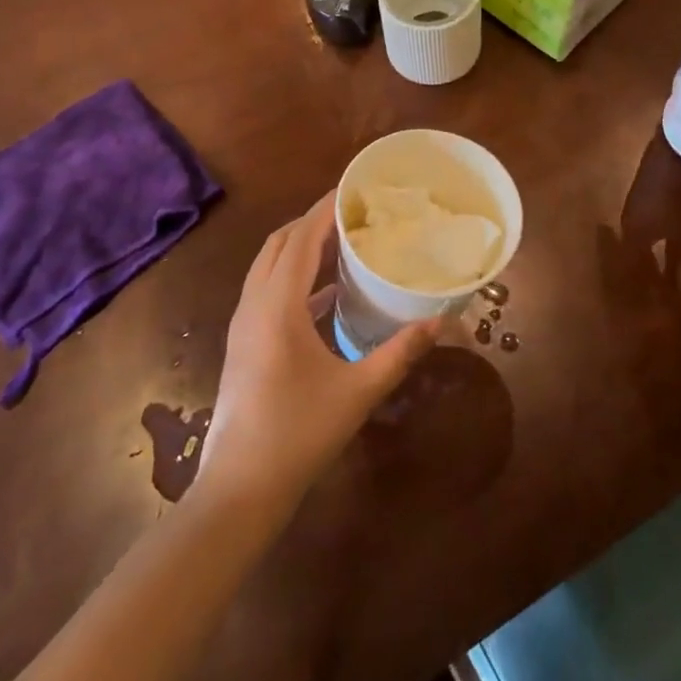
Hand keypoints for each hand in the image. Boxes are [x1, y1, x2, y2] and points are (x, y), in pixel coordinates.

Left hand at [198, 193, 438, 512]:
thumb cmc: (297, 435)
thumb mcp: (358, 392)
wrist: (238, 491)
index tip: (355, 189)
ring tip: (343, 242)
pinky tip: (328, 293)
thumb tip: (442, 323)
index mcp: (277, 306)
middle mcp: (254, 305)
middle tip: (354, 214)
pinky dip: (295, 277)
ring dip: (301, 247)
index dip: (325, 209)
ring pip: (269, 266)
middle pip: (280, 244)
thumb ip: (400, 353)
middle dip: (312, 222)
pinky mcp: (244, 343)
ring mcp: (243, 325)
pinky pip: (268, 290)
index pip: (300, 238)